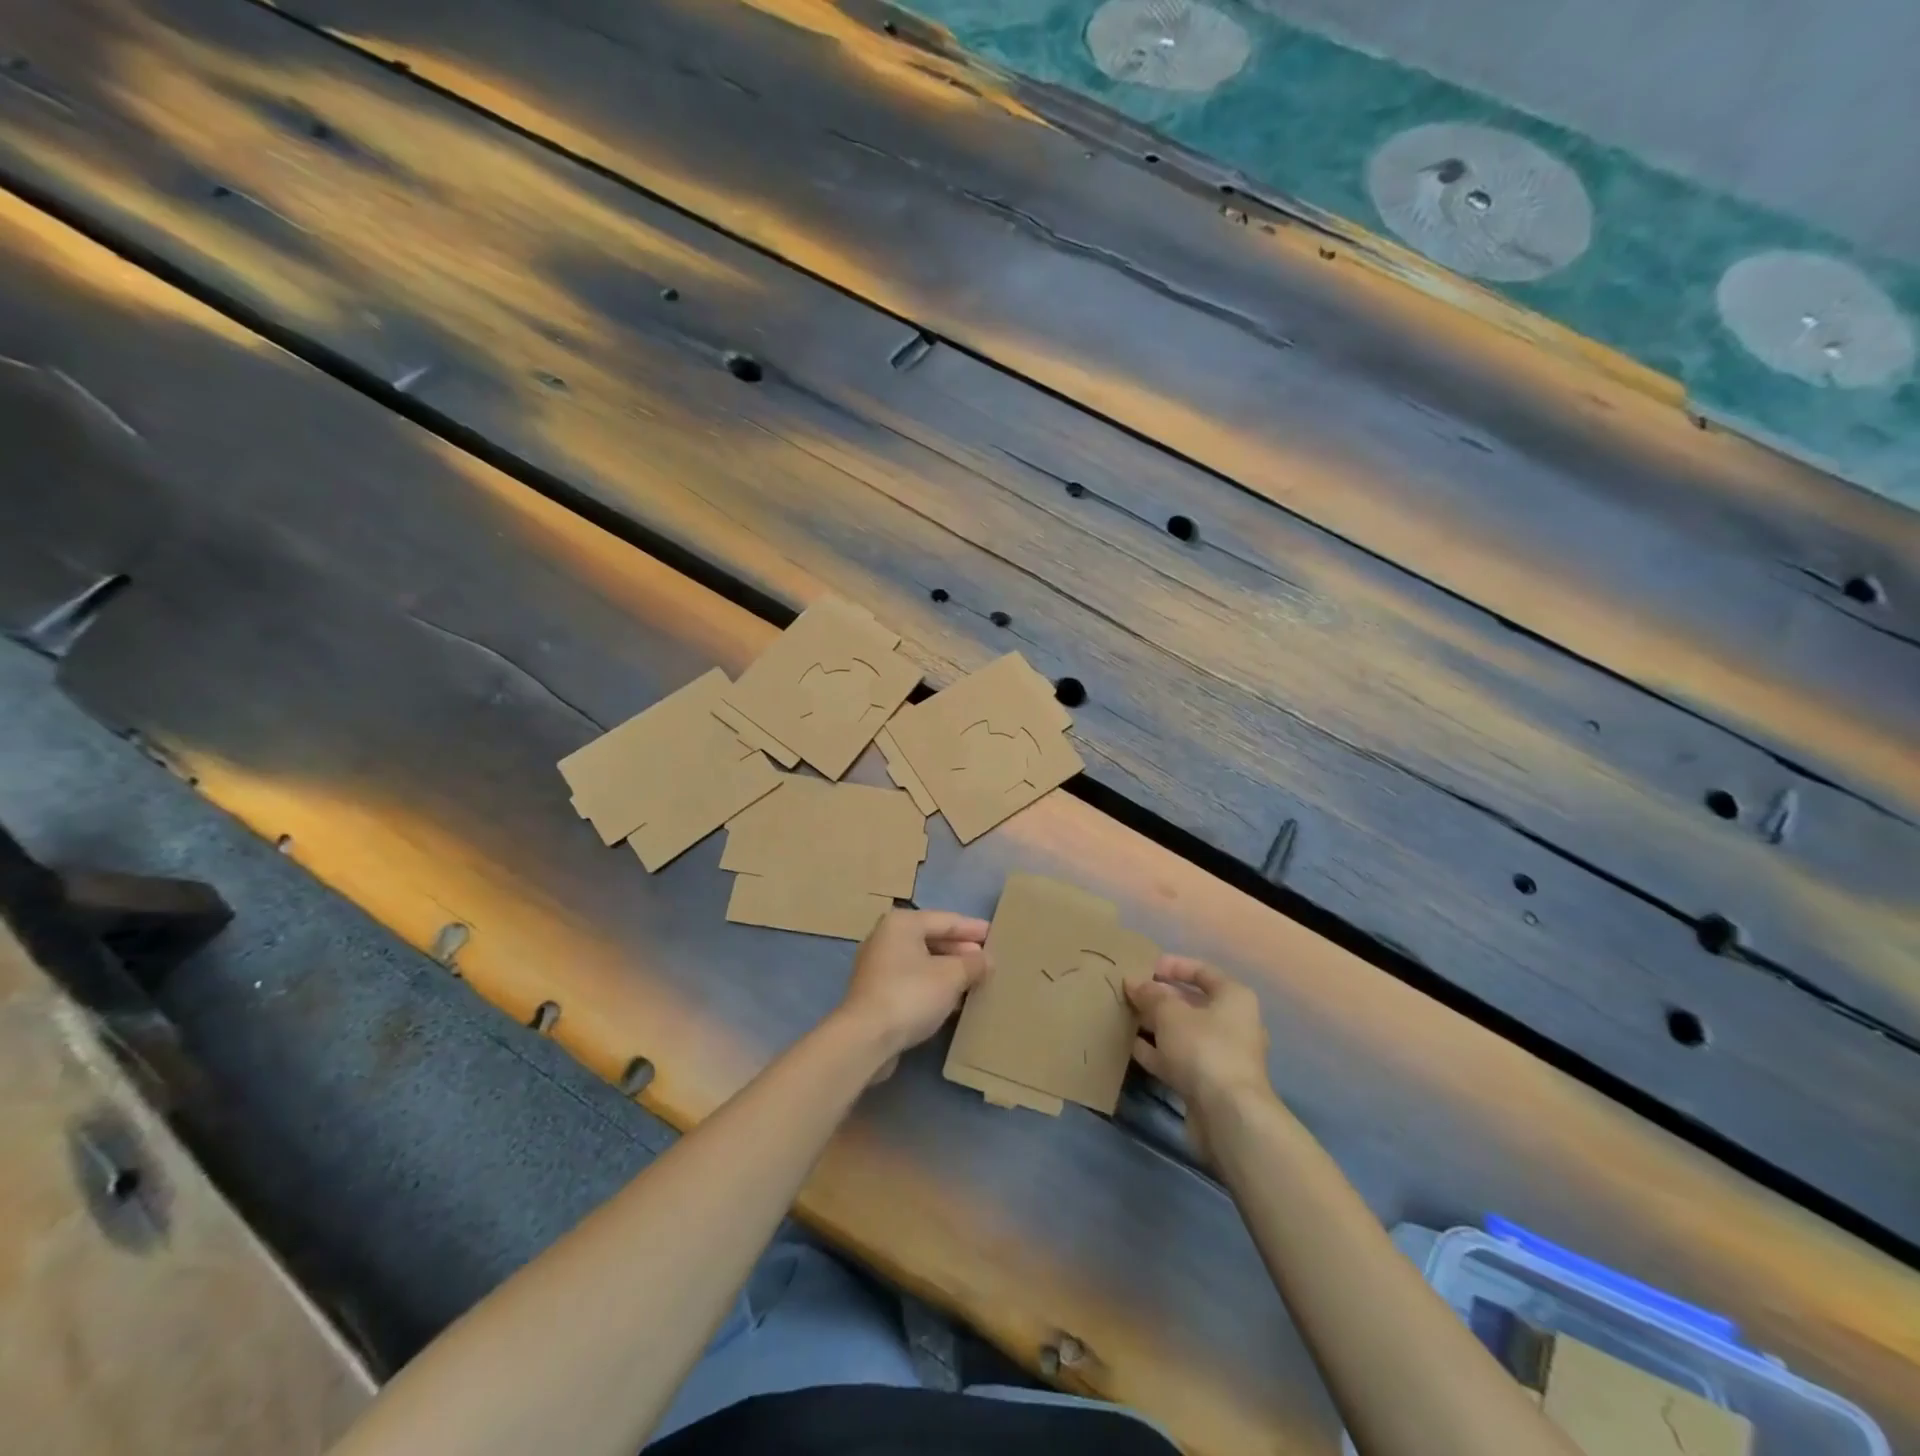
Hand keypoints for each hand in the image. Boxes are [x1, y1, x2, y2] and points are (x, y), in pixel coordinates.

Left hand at [835, 909, 989, 1076]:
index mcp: (902, 923)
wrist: (865, 1038)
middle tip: (989, 961)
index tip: (996, 935)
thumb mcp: (951, 976)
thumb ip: (973, 964)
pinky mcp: (876, 992)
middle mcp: (886, 937)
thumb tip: (985, 960)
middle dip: (961, 950)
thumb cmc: (910, 995)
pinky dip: (934, 986)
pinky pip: (913, 980)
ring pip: (923, 962)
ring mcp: (878, 966)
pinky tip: (954, 1000)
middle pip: (932, 938)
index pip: (946, 920)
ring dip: (949, 970)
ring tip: (976, 980)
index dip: (973, 929)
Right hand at [1127, 956, 1273, 1163]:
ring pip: (1183, 1033)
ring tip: (1125, 1017)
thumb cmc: (1204, 1048)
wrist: (1228, 1116)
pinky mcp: (1208, 1083)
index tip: (1144, 967)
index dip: (1173, 966)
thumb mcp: (1170, 1013)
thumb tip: (1134, 982)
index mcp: (1233, 998)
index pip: (1202, 971)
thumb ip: (1150, 994)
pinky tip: (1132, 1047)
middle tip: (1129, 993)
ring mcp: (1221, 1056)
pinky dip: (1158, 1052)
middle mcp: (1233, 1023)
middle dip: (1160, 998)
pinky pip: (1179, 1059)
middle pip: (1192, 1003)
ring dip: (1156, 1026)